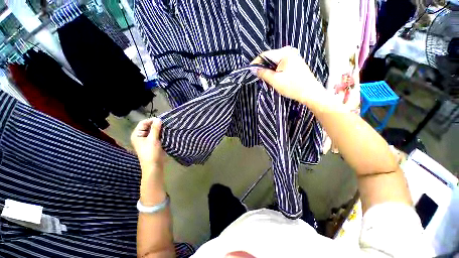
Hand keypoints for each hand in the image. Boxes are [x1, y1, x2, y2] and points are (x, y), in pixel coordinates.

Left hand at [131, 118, 164, 196]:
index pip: (143, 123)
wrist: (154, 166)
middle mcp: (141, 136)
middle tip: (166, 123)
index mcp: (137, 134)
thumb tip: (158, 119)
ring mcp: (147, 140)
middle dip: (157, 124)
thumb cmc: (151, 152)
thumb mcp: (153, 139)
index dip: (152, 120)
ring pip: (154, 131)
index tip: (162, 120)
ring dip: (160, 129)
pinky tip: (167, 132)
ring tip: (167, 127)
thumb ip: (155, 129)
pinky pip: (157, 135)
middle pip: (148, 126)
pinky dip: (161, 133)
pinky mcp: (153, 143)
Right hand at [252, 46, 327, 107]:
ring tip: (266, 79)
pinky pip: (280, 64)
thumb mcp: (275, 80)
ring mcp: (293, 56)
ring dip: (269, 70)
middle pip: (270, 57)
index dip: (256, 62)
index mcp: (284, 52)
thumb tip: (253, 69)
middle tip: (258, 77)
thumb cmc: (292, 86)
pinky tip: (275, 77)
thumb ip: (263, 73)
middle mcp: (289, 51)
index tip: (250, 70)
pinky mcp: (295, 62)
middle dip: (263, 67)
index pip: (265, 55)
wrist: (309, 93)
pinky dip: (275, 70)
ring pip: (275, 61)